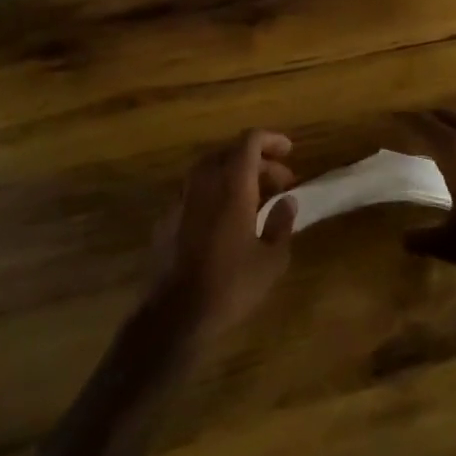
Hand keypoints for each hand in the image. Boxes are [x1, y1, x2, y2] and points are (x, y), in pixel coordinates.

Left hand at [150, 130, 297, 339]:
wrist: (175, 314)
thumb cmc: (231, 285)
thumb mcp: (271, 259)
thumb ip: (282, 223)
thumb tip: (287, 200)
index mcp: (232, 185)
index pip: (249, 141)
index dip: (271, 140)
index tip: (289, 151)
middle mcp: (203, 183)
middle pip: (229, 152)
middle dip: (258, 160)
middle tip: (281, 181)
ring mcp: (181, 199)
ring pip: (209, 169)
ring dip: (234, 174)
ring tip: (256, 197)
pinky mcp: (167, 218)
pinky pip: (195, 191)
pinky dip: (215, 192)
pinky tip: (226, 218)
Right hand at [399, 110, 455, 290]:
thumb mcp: (453, 245)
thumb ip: (424, 239)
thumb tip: (403, 239)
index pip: (426, 126)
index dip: (406, 120)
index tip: (389, 118)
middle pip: (448, 117)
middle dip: (427, 117)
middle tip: (409, 123)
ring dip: (451, 121)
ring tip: (438, 131)